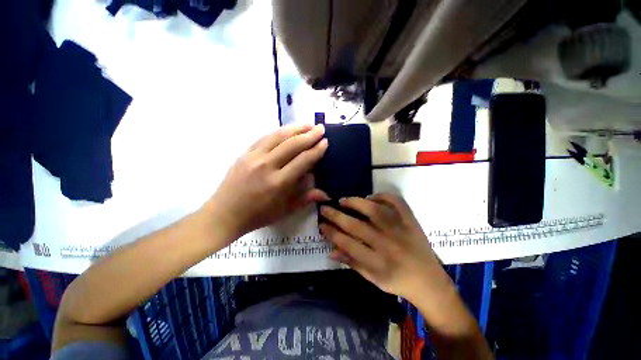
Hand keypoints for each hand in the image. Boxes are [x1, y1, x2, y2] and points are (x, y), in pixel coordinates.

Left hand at [204, 124, 329, 243]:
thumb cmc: (258, 215)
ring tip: (307, 124)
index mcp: (279, 182)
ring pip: (278, 136)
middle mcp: (267, 166)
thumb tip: (326, 194)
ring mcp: (253, 157)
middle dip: (309, 135)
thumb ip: (306, 198)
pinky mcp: (244, 153)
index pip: (303, 160)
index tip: (325, 142)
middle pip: (292, 145)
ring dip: (295, 128)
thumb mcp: (285, 210)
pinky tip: (286, 129)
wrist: (225, 214)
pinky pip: (264, 138)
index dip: (316, 150)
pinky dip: (278, 132)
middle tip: (321, 128)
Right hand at [319, 193, 445, 300]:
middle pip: (356, 226)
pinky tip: (371, 197)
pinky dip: (382, 196)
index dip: (331, 232)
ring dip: (355, 203)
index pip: (347, 243)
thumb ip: (351, 262)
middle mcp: (387, 244)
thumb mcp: (372, 278)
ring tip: (343, 200)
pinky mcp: (411, 220)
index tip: (321, 224)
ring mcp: (401, 230)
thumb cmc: (397, 281)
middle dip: (336, 216)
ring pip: (374, 211)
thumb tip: (330, 250)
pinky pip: (396, 202)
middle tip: (324, 208)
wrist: (429, 280)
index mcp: (377, 262)